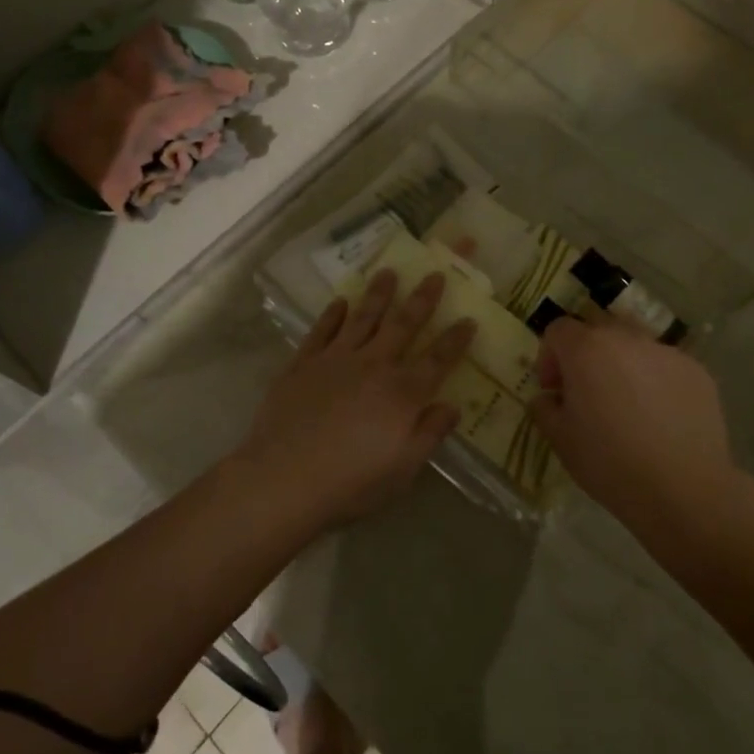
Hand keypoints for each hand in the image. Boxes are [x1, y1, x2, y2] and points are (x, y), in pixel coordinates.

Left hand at [236, 269, 475, 527]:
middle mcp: (373, 365)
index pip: (437, 360)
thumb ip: (430, 433)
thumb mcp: (403, 469)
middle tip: (435, 274)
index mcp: (402, 393)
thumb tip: (452, 406)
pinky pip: (322, 330)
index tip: (469, 319)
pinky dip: (333, 314)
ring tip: (388, 272)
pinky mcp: (303, 363)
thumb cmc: (350, 482)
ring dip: (378, 294)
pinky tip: (340, 302)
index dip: (455, 340)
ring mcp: (336, 359)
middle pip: (403, 325)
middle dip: (422, 299)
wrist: (284, 478)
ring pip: (363, 318)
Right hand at [529, 318, 744, 541]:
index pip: (558, 330)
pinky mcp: (696, 371)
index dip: (549, 356)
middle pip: (597, 332)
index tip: (554, 389)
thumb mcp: (560, 440)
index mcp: (587, 349)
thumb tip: (549, 397)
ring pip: (634, 347)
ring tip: (627, 406)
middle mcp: (626, 338)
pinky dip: (655, 382)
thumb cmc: (611, 464)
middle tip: (587, 394)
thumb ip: (544, 408)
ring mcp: (666, 352)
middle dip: (586, 356)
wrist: (684, 491)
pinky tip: (659, 419)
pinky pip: (664, 366)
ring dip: (621, 366)